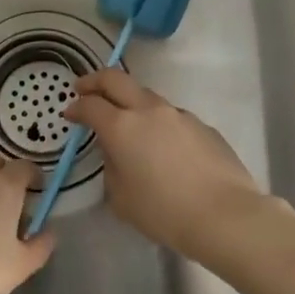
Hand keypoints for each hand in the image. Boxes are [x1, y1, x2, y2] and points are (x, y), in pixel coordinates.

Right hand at [65, 69, 268, 255]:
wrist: (225, 215)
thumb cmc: (164, 212)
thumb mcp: (121, 199)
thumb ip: (111, 168)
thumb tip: (115, 153)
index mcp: (122, 126)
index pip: (91, 105)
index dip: (76, 107)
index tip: (70, 113)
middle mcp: (149, 110)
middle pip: (116, 79)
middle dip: (95, 80)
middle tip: (84, 88)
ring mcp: (179, 114)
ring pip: (146, 96)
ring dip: (130, 101)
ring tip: (127, 123)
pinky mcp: (202, 125)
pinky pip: (171, 116)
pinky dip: (158, 122)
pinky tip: (163, 148)